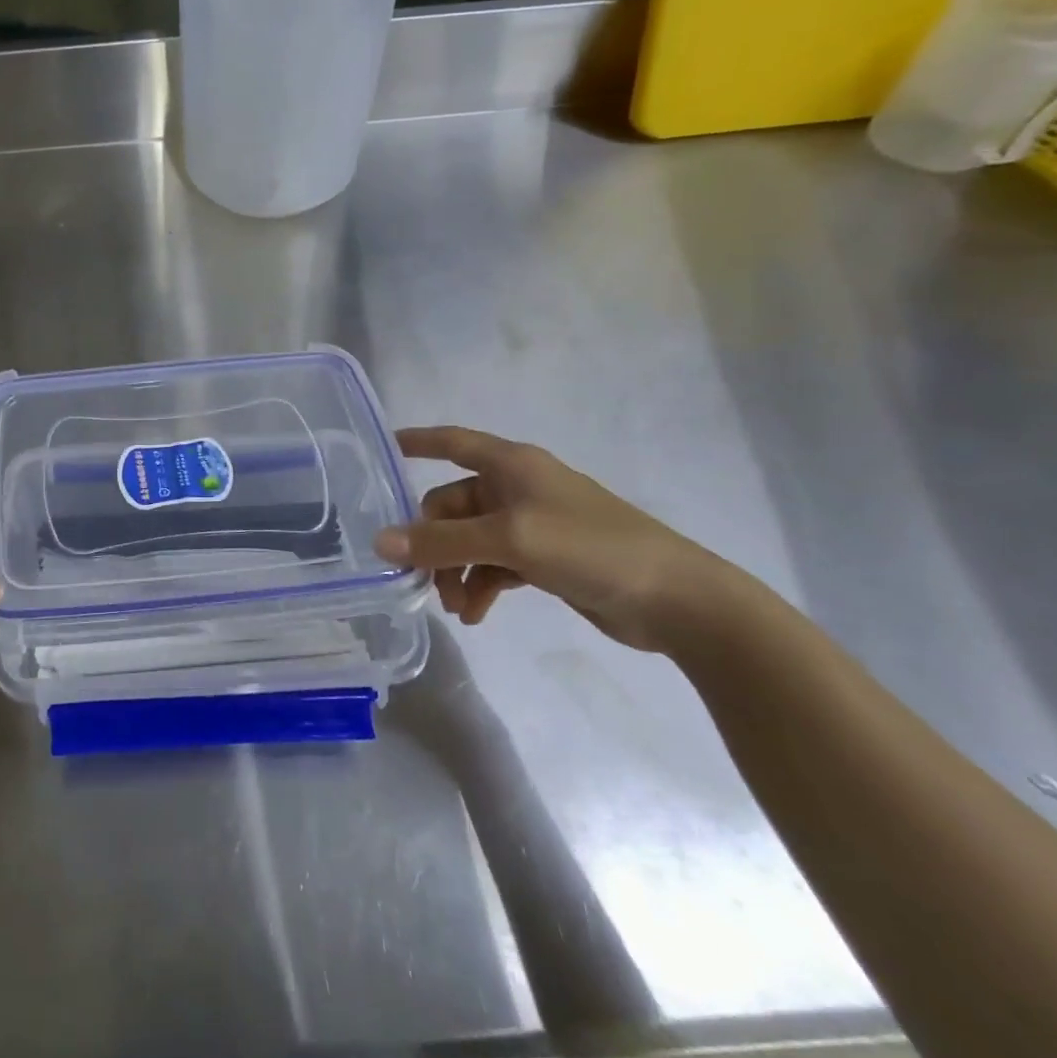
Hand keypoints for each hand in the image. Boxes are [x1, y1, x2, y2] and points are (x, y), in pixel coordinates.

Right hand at [375, 427, 744, 651]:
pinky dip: (480, 586)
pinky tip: (476, 615)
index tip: (382, 448)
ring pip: (470, 540)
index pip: (452, 442)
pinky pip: (494, 565)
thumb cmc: (590, 548)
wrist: (676, 599)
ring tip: (455, 608)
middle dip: (433, 541)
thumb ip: (442, 541)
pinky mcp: (544, 558)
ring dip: (455, 571)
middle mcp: (517, 487)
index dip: (417, 442)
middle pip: (452, 504)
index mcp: (511, 465)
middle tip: (419, 578)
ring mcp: (531, 524)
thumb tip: (380, 542)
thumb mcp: (509, 540)